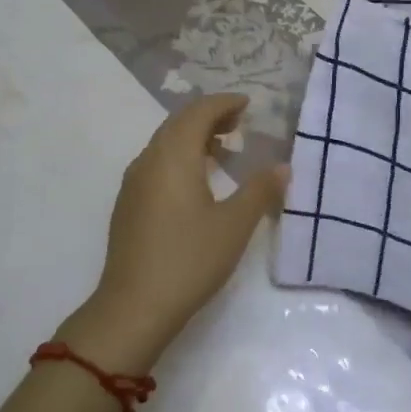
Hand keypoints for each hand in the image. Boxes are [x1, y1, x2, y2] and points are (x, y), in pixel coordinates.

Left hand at [74, 94, 287, 370]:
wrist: (133, 307)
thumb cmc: (189, 260)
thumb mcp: (234, 225)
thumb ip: (260, 191)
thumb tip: (282, 167)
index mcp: (173, 156)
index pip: (198, 112)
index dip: (224, 103)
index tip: (248, 105)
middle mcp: (149, 160)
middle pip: (178, 123)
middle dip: (209, 116)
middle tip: (239, 123)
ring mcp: (134, 183)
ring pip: (165, 143)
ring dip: (193, 137)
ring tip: (223, 150)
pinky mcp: (128, 204)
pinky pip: (156, 163)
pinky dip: (180, 157)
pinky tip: (196, 182)